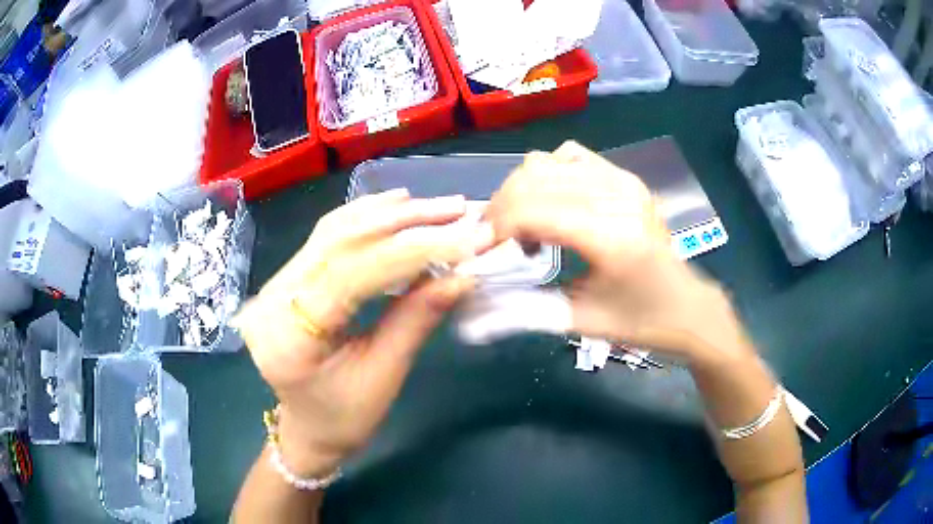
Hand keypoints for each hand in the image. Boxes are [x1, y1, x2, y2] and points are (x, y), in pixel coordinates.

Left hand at [233, 190, 493, 475]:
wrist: (307, 429)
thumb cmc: (344, 419)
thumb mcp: (384, 375)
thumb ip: (417, 318)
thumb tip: (463, 274)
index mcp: (288, 337)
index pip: (352, 273)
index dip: (413, 250)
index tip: (466, 238)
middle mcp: (271, 299)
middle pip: (339, 241)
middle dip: (404, 222)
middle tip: (455, 210)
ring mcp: (273, 285)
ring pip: (333, 232)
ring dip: (388, 215)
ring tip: (436, 206)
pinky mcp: (285, 279)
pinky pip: (326, 239)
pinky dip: (365, 219)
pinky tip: (395, 206)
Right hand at [486, 141, 751, 364]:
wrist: (687, 306)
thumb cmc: (639, 322)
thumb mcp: (579, 321)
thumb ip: (522, 310)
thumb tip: (472, 309)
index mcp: (611, 237)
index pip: (531, 211)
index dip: (495, 229)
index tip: (480, 252)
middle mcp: (617, 196)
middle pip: (532, 180)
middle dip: (501, 209)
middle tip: (495, 242)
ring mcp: (623, 180)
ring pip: (545, 163)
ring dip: (521, 191)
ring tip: (523, 226)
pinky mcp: (626, 177)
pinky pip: (569, 157)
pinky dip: (547, 176)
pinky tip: (552, 205)